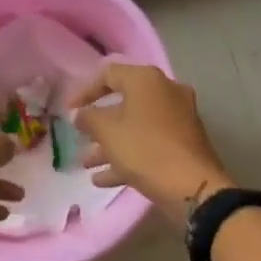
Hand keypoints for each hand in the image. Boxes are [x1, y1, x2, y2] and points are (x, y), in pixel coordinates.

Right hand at [69, 64, 233, 226]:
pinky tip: (103, 179)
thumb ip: (88, 118)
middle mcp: (165, 92)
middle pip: (123, 102)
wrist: (192, 186)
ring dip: (109, 144)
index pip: (108, 74)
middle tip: (80, 137)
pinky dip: (127, 157)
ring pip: (135, 127)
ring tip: (86, 163)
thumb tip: (80, 114)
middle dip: (98, 124)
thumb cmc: (144, 149)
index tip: (68, 110)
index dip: (84, 91)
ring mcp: (178, 119)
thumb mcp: (107, 131)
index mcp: (147, 80)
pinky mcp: (183, 143)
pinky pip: (148, 144)